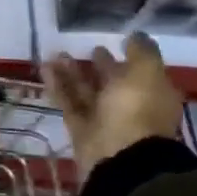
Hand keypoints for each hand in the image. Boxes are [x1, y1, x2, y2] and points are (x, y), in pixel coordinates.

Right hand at [44, 33, 183, 174]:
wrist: (122, 159)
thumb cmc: (139, 109)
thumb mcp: (147, 72)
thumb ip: (141, 52)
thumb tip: (135, 36)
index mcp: (152, 95)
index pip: (140, 73)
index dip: (129, 58)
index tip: (115, 41)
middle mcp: (130, 108)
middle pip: (112, 83)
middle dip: (99, 66)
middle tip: (86, 47)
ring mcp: (105, 121)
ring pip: (87, 92)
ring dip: (72, 73)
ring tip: (56, 53)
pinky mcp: (82, 131)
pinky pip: (69, 103)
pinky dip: (58, 86)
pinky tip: (45, 67)